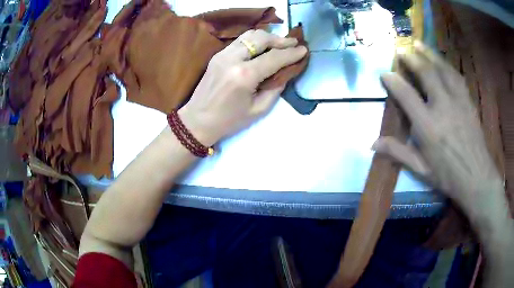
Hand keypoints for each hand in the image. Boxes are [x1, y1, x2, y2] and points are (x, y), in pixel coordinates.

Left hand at [178, 29, 307, 145]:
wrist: (197, 121)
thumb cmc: (229, 120)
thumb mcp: (258, 110)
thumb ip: (275, 88)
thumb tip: (286, 72)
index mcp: (244, 75)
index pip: (274, 57)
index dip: (292, 53)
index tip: (304, 50)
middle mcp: (233, 59)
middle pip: (261, 39)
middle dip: (280, 40)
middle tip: (293, 44)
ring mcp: (222, 54)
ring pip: (249, 35)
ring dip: (267, 37)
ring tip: (279, 43)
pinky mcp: (217, 55)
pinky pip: (240, 41)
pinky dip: (254, 40)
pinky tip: (262, 47)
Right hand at [374, 41, 503, 217]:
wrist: (476, 177)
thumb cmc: (448, 176)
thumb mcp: (421, 170)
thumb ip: (398, 153)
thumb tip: (373, 143)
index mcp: (428, 126)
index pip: (406, 95)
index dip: (393, 81)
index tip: (385, 73)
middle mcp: (442, 107)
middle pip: (426, 73)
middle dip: (412, 58)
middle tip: (402, 48)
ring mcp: (457, 101)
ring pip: (442, 69)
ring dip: (429, 54)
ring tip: (419, 43)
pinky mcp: (468, 101)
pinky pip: (456, 76)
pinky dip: (446, 65)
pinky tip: (442, 61)